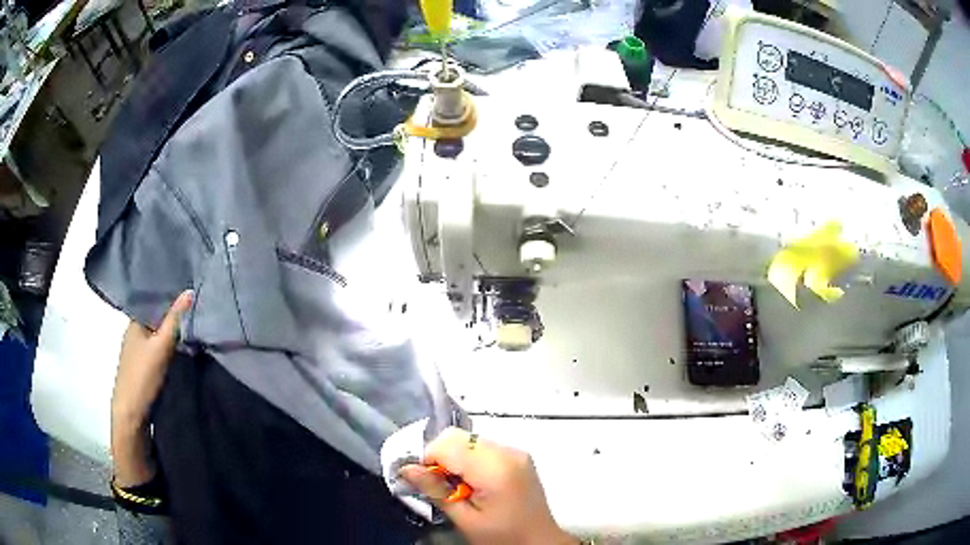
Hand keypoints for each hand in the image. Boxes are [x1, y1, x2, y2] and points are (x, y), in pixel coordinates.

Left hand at [111, 290, 191, 486]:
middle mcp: (135, 332)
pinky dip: (170, 347)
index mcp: (135, 321)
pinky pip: (158, 349)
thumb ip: (175, 321)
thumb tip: (190, 291)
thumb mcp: (161, 347)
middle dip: (174, 314)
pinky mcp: (143, 367)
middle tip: (198, 309)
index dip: (171, 295)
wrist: (130, 414)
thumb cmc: (142, 376)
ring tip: (195, 327)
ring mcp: (137, 350)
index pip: (154, 300)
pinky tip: (182, 349)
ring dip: (172, 332)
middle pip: (157, 318)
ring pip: (158, 335)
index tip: (191, 291)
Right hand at [400, 428, 575, 544]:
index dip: (428, 460)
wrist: (540, 541)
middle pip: (458, 437)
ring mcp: (515, 451)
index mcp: (495, 468)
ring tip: (458, 487)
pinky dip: (469, 459)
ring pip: (468, 440)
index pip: (447, 444)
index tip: (424, 481)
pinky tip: (473, 483)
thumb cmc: (503, 536)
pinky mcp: (518, 455)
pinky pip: (482, 446)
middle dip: (440, 457)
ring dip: (454, 458)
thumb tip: (406, 468)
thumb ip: (436, 491)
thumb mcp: (465, 520)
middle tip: (440, 486)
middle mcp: (507, 451)